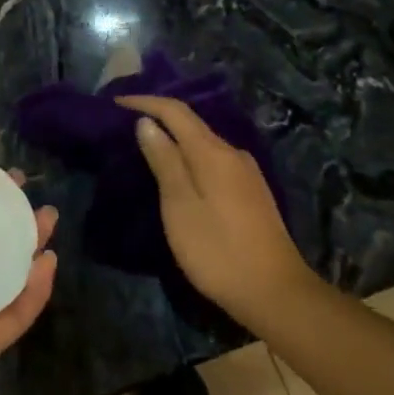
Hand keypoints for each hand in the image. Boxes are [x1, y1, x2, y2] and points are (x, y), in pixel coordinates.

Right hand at [117, 95, 312, 328]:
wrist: (276, 293)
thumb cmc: (219, 251)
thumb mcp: (180, 207)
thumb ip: (164, 161)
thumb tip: (147, 123)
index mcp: (213, 152)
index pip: (176, 111)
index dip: (145, 102)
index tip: (117, 102)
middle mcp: (233, 153)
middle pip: (192, 124)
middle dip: (159, 118)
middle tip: (125, 125)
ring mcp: (246, 173)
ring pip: (204, 144)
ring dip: (175, 140)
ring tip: (147, 149)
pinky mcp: (251, 192)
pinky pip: (214, 161)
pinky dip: (190, 158)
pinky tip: (180, 174)